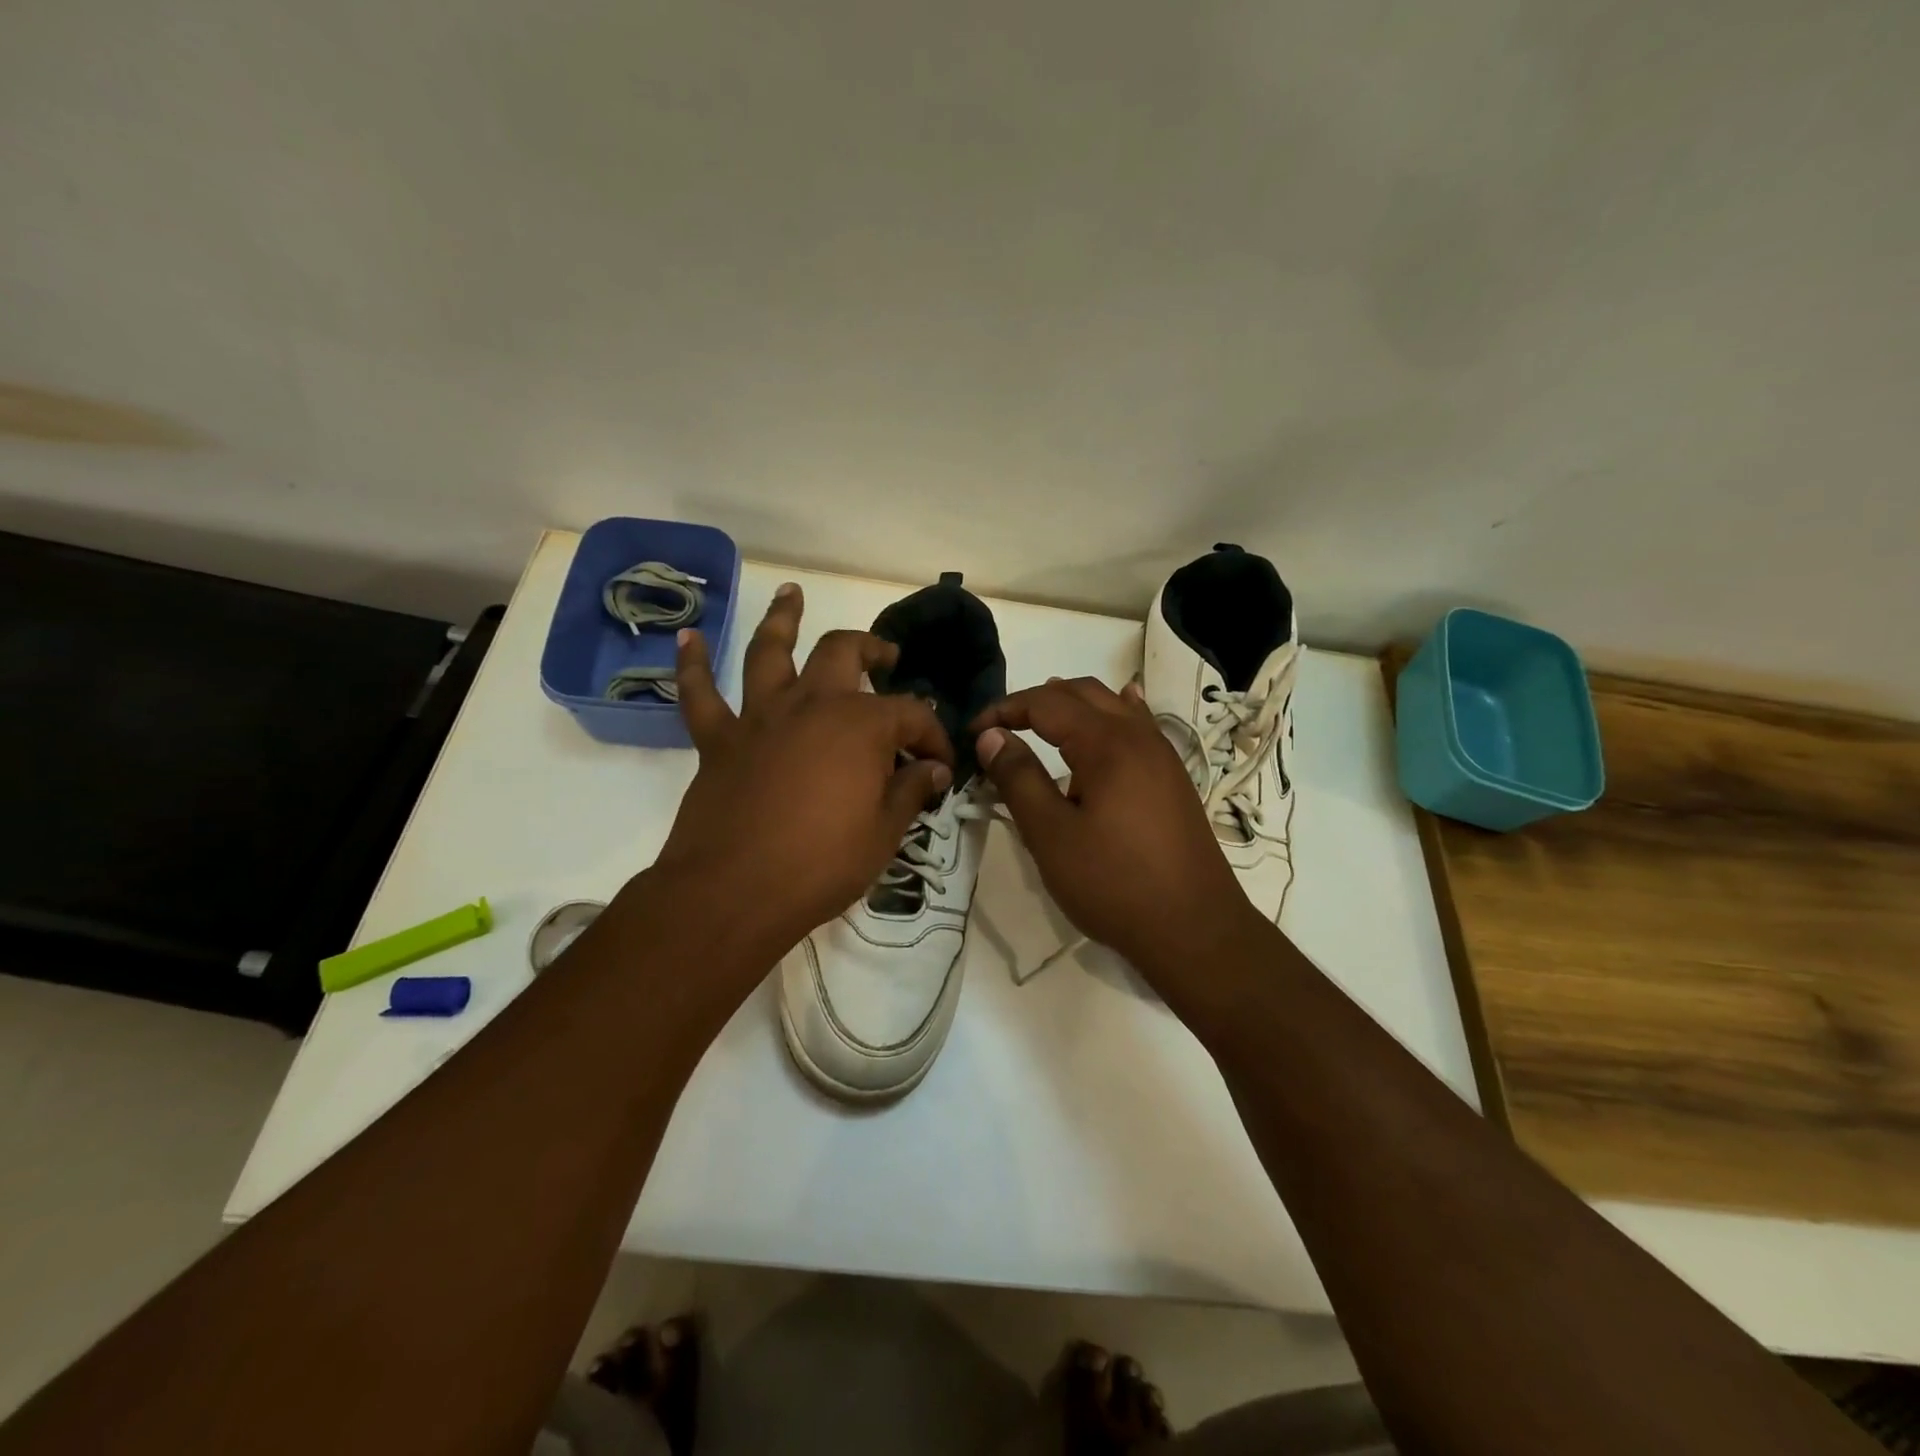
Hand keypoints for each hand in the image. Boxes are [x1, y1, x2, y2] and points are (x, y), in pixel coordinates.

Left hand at [652, 584, 954, 960]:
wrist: (732, 892)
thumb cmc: (820, 865)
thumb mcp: (883, 834)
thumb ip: (910, 791)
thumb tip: (934, 769)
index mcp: (860, 725)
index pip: (911, 715)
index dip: (933, 736)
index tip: (941, 765)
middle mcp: (811, 704)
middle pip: (844, 654)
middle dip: (871, 649)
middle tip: (886, 656)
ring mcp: (760, 717)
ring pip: (770, 652)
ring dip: (782, 619)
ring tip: (790, 593)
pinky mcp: (718, 740)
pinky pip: (700, 694)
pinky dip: (693, 664)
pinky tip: (690, 638)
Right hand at [971, 678, 1263, 989]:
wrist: (1194, 929)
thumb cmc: (1114, 883)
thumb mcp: (1051, 834)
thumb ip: (1018, 778)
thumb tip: (992, 736)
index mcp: (1107, 743)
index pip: (1046, 704)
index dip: (1004, 710)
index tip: (973, 733)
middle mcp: (1138, 736)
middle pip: (1082, 693)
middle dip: (1037, 701)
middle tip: (1001, 727)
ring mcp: (1162, 756)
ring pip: (1113, 706)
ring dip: (1073, 705)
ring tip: (1042, 718)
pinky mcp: (1173, 779)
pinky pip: (1139, 726)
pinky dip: (1115, 713)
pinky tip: (1117, 712)